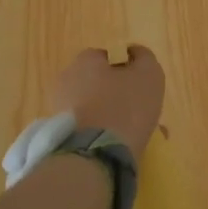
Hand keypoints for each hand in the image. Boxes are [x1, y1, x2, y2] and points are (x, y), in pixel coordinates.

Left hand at [46, 46, 164, 158]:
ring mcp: (59, 109)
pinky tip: (118, 144)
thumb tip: (135, 53)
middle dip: (117, 93)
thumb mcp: (148, 74)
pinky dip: (101, 133)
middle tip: (138, 109)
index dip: (127, 69)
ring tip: (132, 132)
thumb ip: (144, 58)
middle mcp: (66, 80)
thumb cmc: (125, 107)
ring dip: (110, 115)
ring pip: (93, 107)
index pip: (108, 57)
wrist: (95, 156)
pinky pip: (87, 128)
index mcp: (84, 60)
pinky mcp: (59, 135)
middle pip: (98, 82)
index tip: (141, 85)